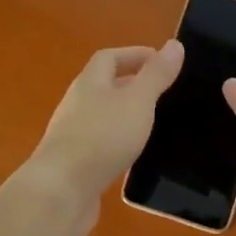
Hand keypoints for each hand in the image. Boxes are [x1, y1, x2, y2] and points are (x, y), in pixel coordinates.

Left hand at [22, 40, 183, 235]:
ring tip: (154, 123)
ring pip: (103, 116)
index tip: (163, 62)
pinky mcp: (75, 164)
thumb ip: (156, 75)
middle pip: (104, 86)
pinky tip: (134, 155)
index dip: (135, 55)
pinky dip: (119, 142)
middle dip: (132, 85)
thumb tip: (174, 44)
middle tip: (164, 93)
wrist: (61, 191)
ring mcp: (73, 135)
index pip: (109, 57)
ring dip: (126, 115)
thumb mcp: (138, 101)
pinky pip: (100, 144)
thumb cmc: (102, 137)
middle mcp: (77, 104)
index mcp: (90, 83)